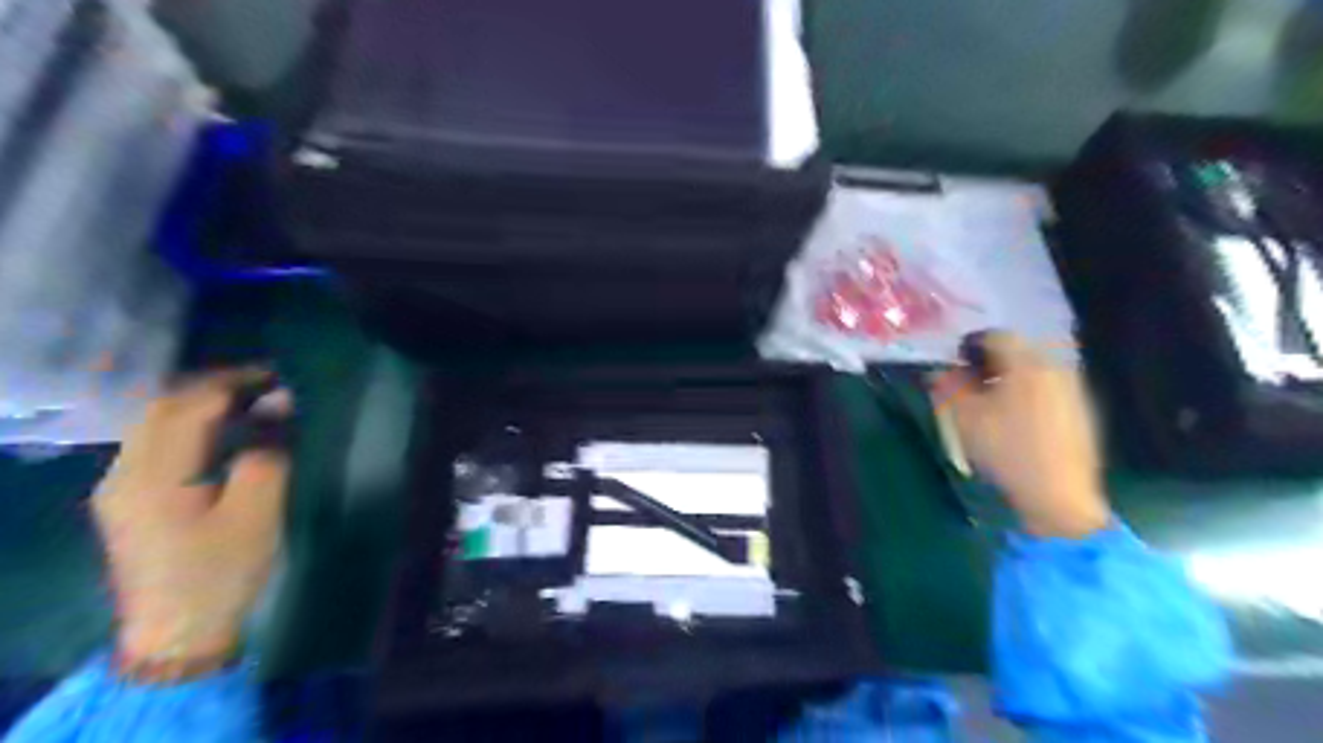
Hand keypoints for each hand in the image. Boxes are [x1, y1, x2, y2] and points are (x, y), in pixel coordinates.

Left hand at [96, 371, 291, 666]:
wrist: (175, 633)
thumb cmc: (221, 571)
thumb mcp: (257, 512)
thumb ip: (267, 452)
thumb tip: (279, 403)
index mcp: (153, 475)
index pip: (189, 406)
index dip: (234, 382)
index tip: (278, 374)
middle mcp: (123, 472)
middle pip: (163, 407)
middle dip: (214, 385)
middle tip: (266, 381)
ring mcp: (119, 486)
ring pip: (154, 422)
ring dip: (200, 401)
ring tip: (249, 399)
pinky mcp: (128, 499)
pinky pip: (154, 441)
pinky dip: (189, 423)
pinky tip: (220, 429)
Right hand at [934, 333, 1107, 537]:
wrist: (1059, 496)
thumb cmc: (1006, 450)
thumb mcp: (964, 417)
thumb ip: (949, 386)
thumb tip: (942, 370)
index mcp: (1027, 363)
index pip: (996, 335)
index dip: (970, 344)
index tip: (954, 362)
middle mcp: (1055, 367)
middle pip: (1018, 350)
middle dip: (990, 361)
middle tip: (969, 380)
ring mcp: (1073, 389)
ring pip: (1034, 370)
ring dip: (1009, 378)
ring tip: (990, 401)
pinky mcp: (1081, 412)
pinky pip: (1048, 389)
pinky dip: (1027, 393)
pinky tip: (1015, 419)